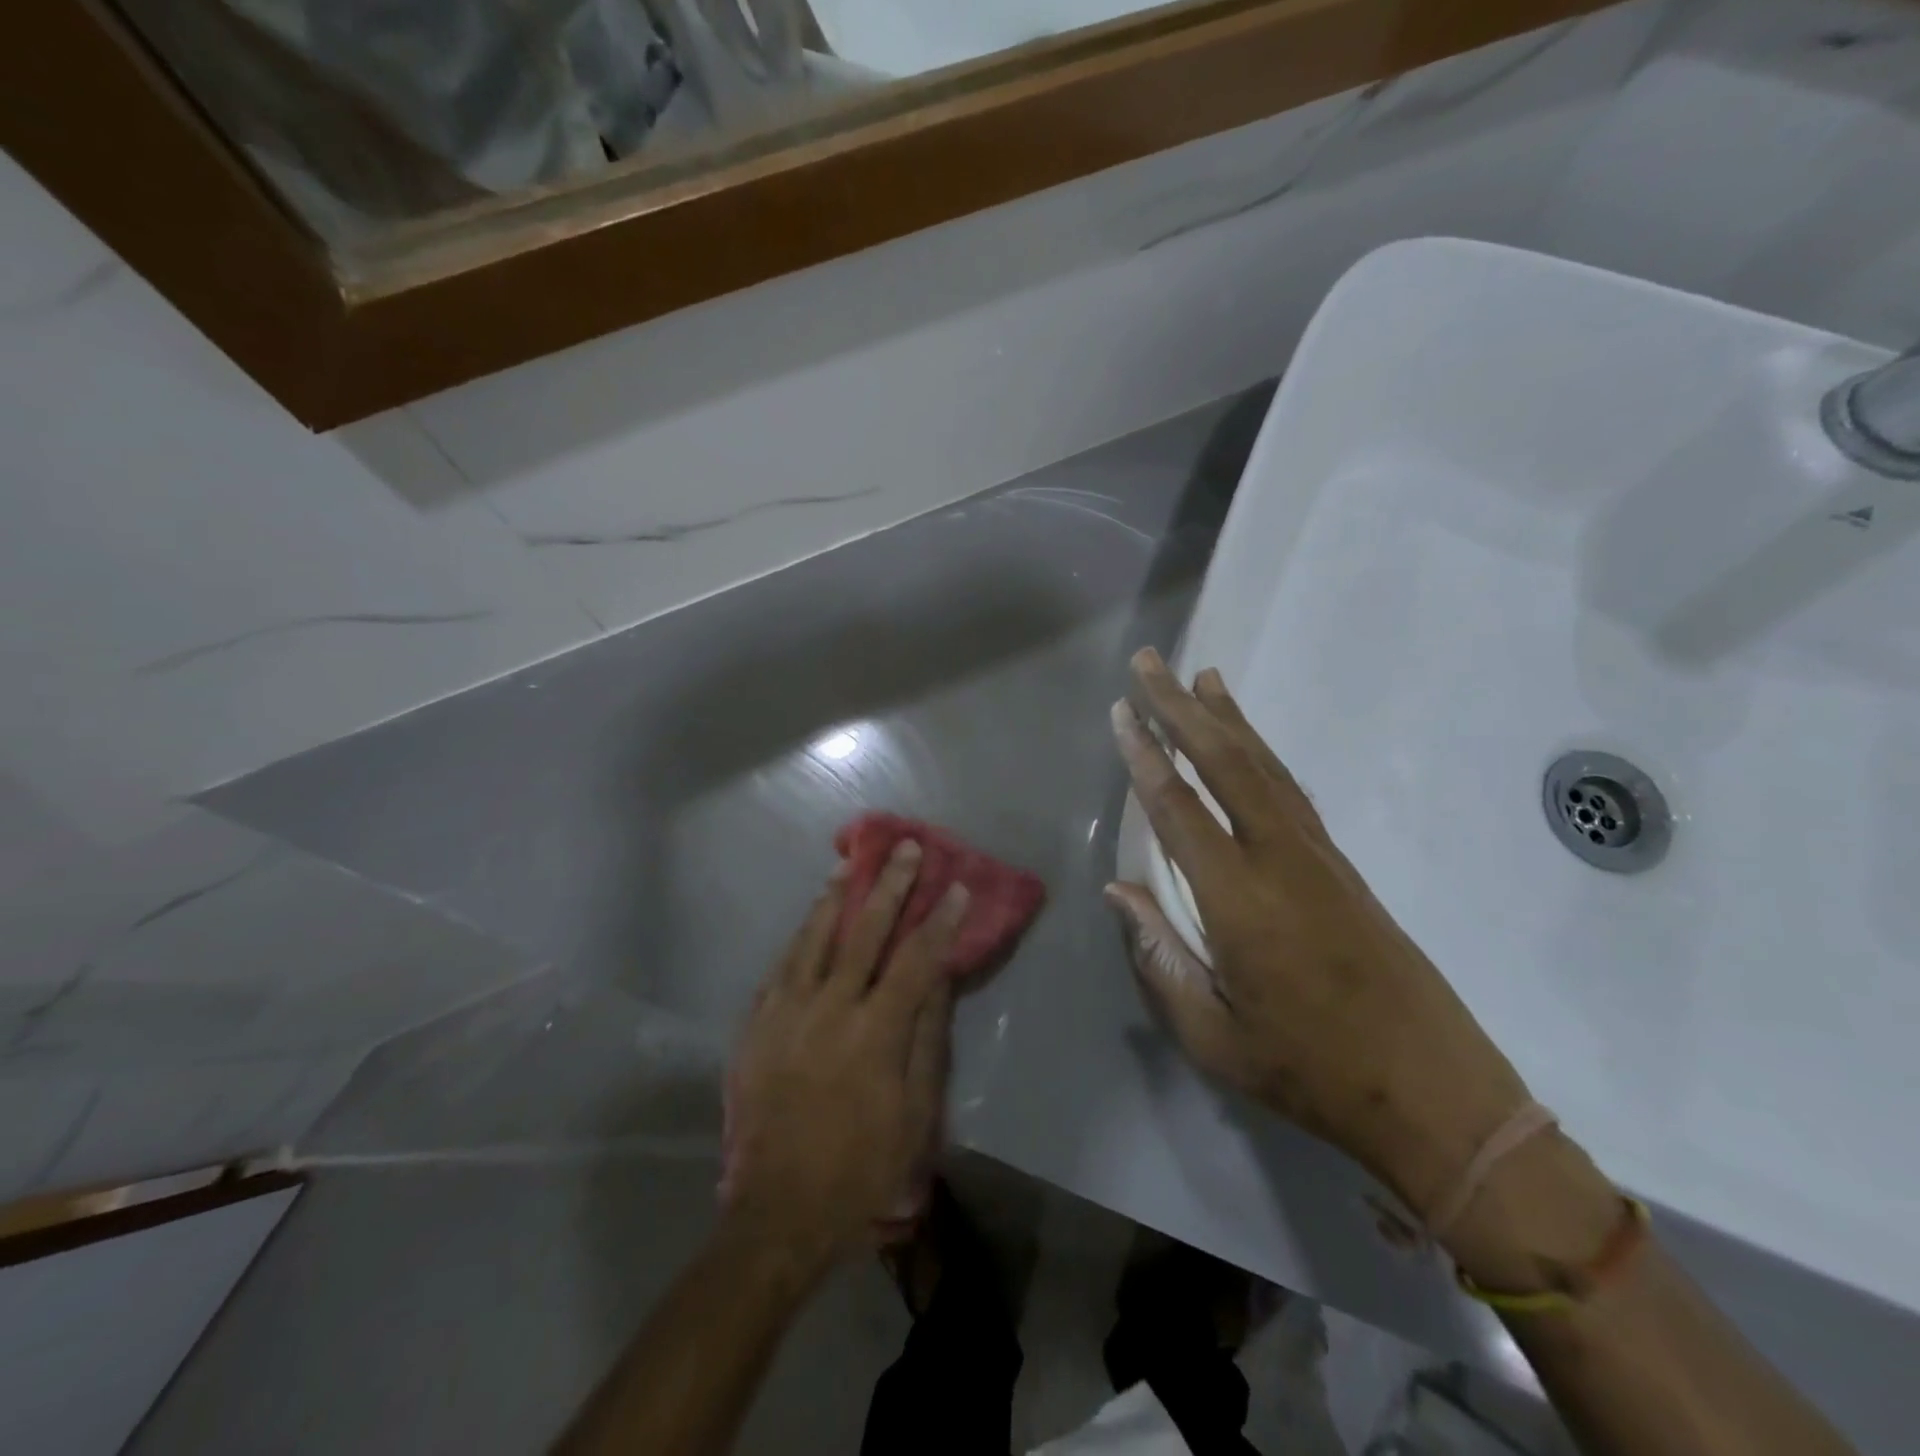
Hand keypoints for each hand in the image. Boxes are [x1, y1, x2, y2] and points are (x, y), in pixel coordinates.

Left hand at [721, 841, 966, 1271]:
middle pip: (865, 933)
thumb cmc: (861, 1169)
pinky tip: (809, 919)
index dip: (940, 921)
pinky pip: (780, 967)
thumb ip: (926, 1040)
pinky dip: (799, 937)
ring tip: (849, 863)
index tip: (956, 886)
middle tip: (904, 848)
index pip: (916, 960)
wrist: (777, 1214)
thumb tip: (938, 981)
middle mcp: (830, 1009)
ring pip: (814, 938)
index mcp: (875, 1033)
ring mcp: (786, 1013)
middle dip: (889, 886)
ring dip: (835, 897)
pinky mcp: (756, 1027)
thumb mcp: (914, 1115)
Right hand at [1107, 648, 1531, 1215]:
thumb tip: (1119, 891)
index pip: (1179, 809)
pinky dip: (1263, 752)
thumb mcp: (1212, 1035)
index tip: (1120, 711)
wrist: (1436, 1094)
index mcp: (1240, 902)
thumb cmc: (1309, 1072)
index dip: (1145, 756)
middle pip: (1225, 764)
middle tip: (1150, 662)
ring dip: (1227, 718)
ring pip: (1265, 767)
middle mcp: (1281, 860)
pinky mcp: (1341, 865)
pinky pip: (1291, 790)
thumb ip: (1158, 957)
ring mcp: (1318, 857)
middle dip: (1182, 708)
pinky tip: (1247, 740)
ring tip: (1199, 677)